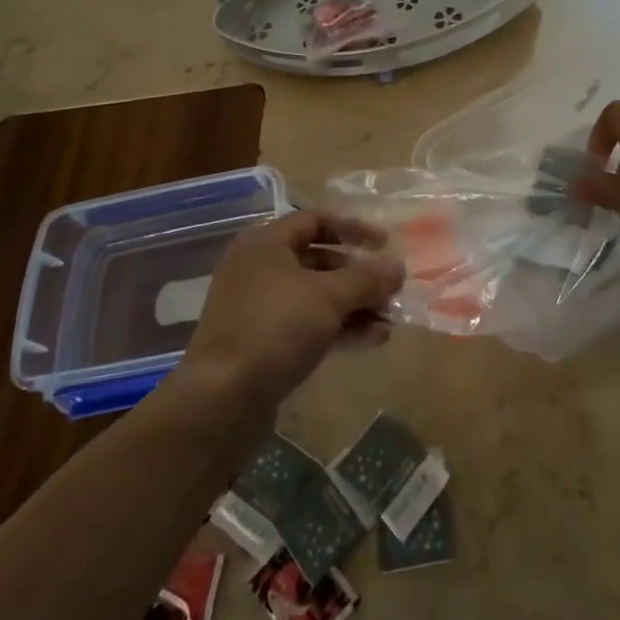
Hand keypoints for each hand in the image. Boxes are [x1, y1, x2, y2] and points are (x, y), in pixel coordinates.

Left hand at [179, 211, 403, 406]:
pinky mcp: (262, 343)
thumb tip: (398, 267)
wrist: (222, 398)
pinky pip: (307, 325)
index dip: (352, 228)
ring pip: (316, 297)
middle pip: (318, 260)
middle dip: (358, 275)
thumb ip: (367, 278)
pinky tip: (372, 341)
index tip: (385, 244)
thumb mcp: (329, 296)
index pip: (315, 220)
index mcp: (266, 244)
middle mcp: (259, 269)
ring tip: (389, 320)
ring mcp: (258, 308)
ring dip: (354, 305)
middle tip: (390, 289)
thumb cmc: (276, 327)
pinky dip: (338, 328)